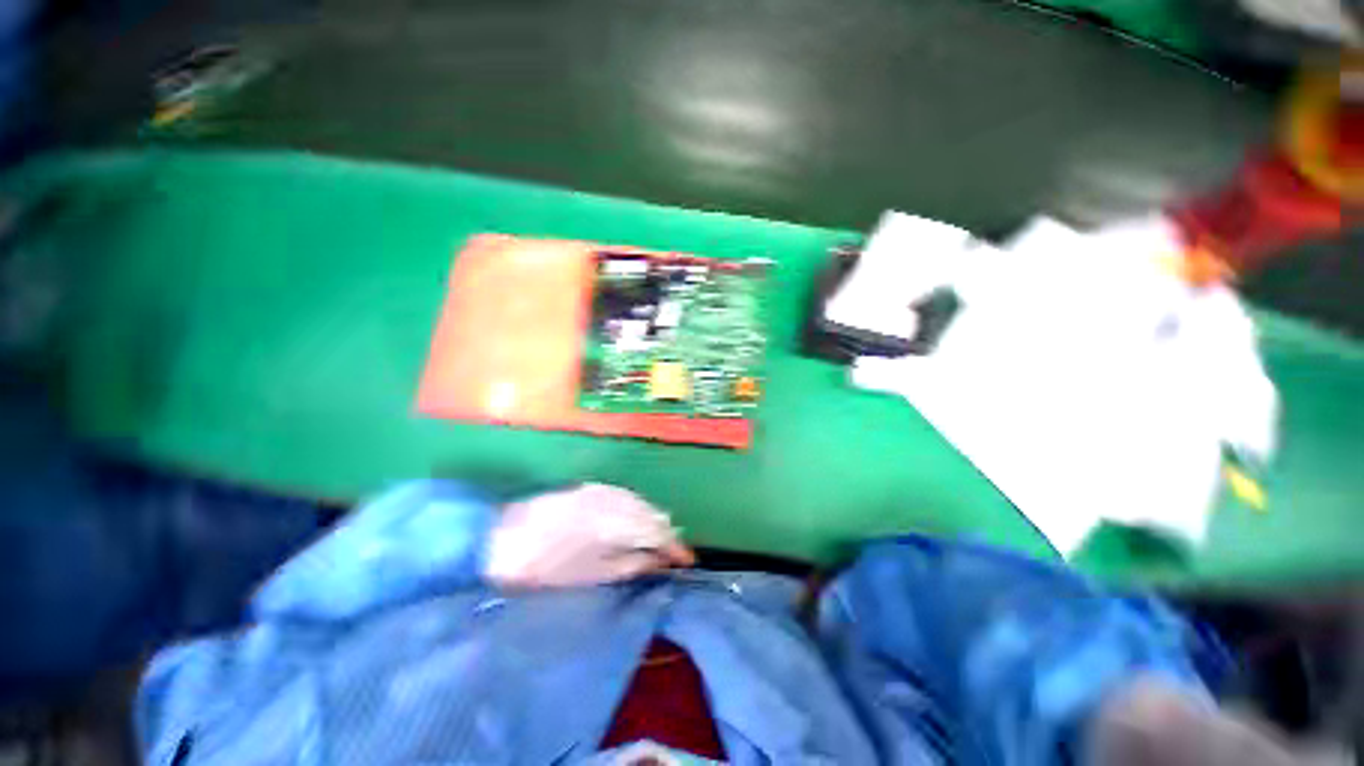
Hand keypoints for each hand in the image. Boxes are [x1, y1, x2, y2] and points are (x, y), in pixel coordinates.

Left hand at [485, 484, 694, 588]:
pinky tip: (635, 523)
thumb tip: (660, 561)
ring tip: (658, 542)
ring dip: (653, 521)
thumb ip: (631, 564)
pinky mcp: (592, 488)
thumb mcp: (592, 575)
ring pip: (641, 503)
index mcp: (616, 524)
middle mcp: (615, 499)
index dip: (676, 547)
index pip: (658, 532)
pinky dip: (637, 511)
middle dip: (666, 534)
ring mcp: (603, 490)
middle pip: (653, 513)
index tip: (688, 562)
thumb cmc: (545, 569)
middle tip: (672, 555)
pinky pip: (626, 497)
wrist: (501, 540)